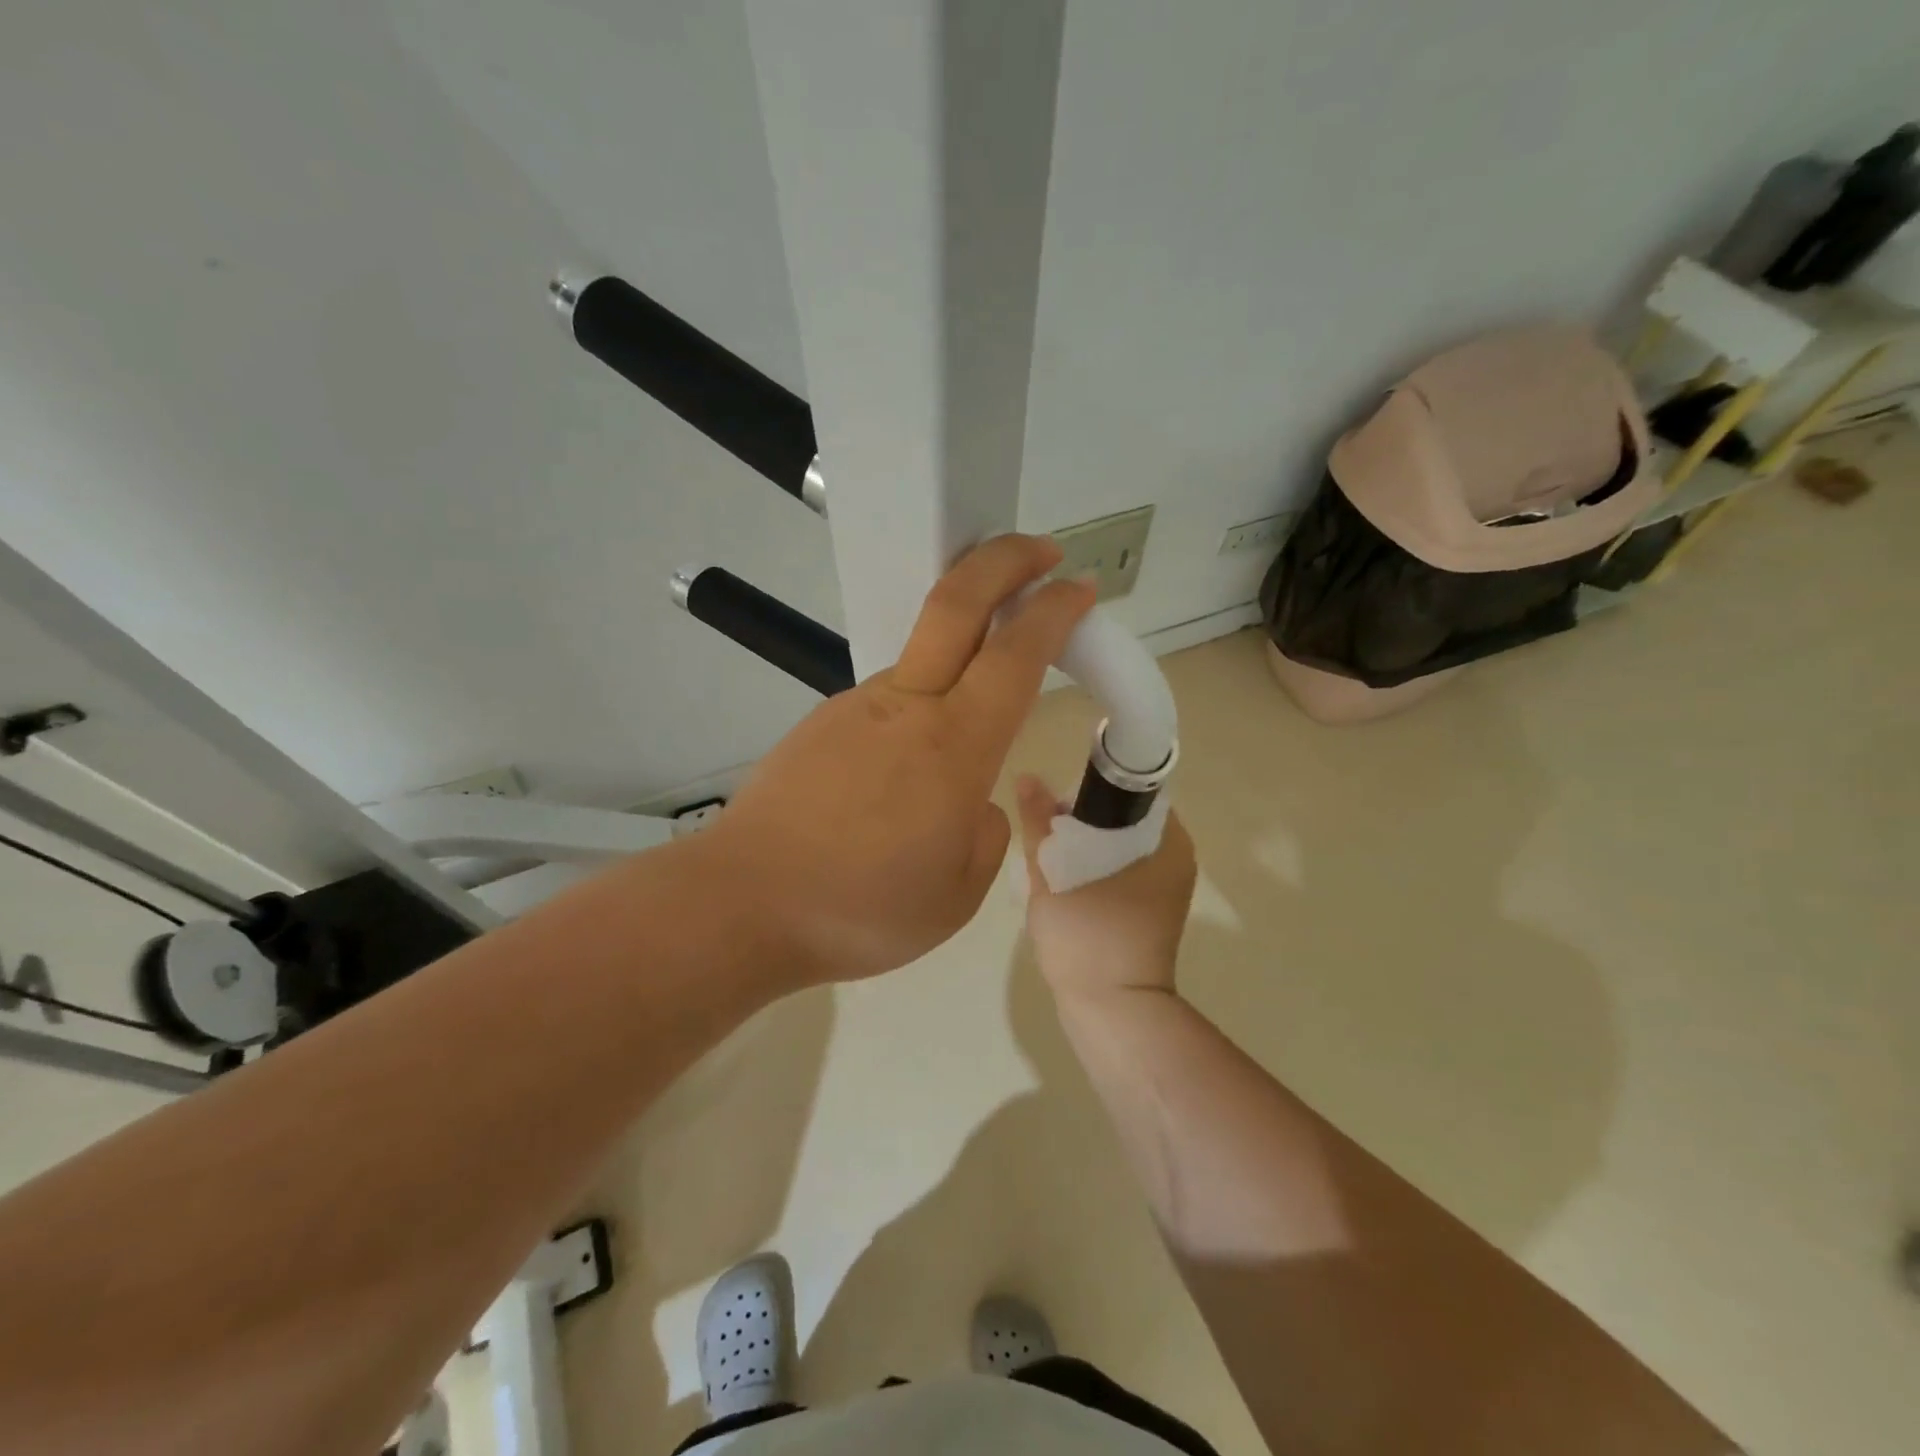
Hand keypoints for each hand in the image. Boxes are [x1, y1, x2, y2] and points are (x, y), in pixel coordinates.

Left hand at [704, 535, 1095, 987]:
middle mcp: (906, 706)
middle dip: (1004, 561)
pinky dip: (914, 716)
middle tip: (1042, 551)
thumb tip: (973, 803)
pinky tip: (897, 779)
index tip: (1080, 588)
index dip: (1054, 611)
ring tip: (963, 736)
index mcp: (954, 746)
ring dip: (959, 658)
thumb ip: (984, 834)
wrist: (743, 904)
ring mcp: (855, 707)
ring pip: (921, 662)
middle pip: (955, 603)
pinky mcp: (821, 722)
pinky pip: (886, 706)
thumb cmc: (862, 909)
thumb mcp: (957, 893)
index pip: (1016, 653)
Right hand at [1014, 775, 1197, 1004]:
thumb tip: (1028, 777)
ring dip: (1084, 844)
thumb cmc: (1089, 935)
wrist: (1112, 1012)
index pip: (1135, 792)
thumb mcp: (1055, 873)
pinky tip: (1062, 877)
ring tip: (1047, 850)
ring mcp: (1165, 890)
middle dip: (1083, 817)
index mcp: (1168, 842)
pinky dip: (1092, 867)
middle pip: (1125, 819)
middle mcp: (1175, 860)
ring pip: (1119, 847)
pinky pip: (1120, 872)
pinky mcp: (1149, 913)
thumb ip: (1039, 823)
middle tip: (1045, 825)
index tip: (1059, 798)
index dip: (1093, 786)